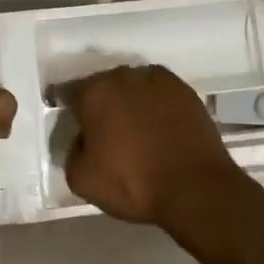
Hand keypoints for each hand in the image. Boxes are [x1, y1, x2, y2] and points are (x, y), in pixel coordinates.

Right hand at [62, 65, 241, 230]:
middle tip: (105, 130)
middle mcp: (125, 76)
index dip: (68, 109)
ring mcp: (159, 80)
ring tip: (136, 129)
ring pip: (134, 86)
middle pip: (104, 85)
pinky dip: (157, 106)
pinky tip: (160, 128)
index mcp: (95, 92)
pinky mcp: (186, 90)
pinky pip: (161, 94)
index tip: (73, 125)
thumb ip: (72, 151)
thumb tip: (83, 140)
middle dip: (101, 103)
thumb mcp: (82, 179)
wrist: (195, 187)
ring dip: (130, 101)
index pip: (69, 92)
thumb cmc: (133, 183)